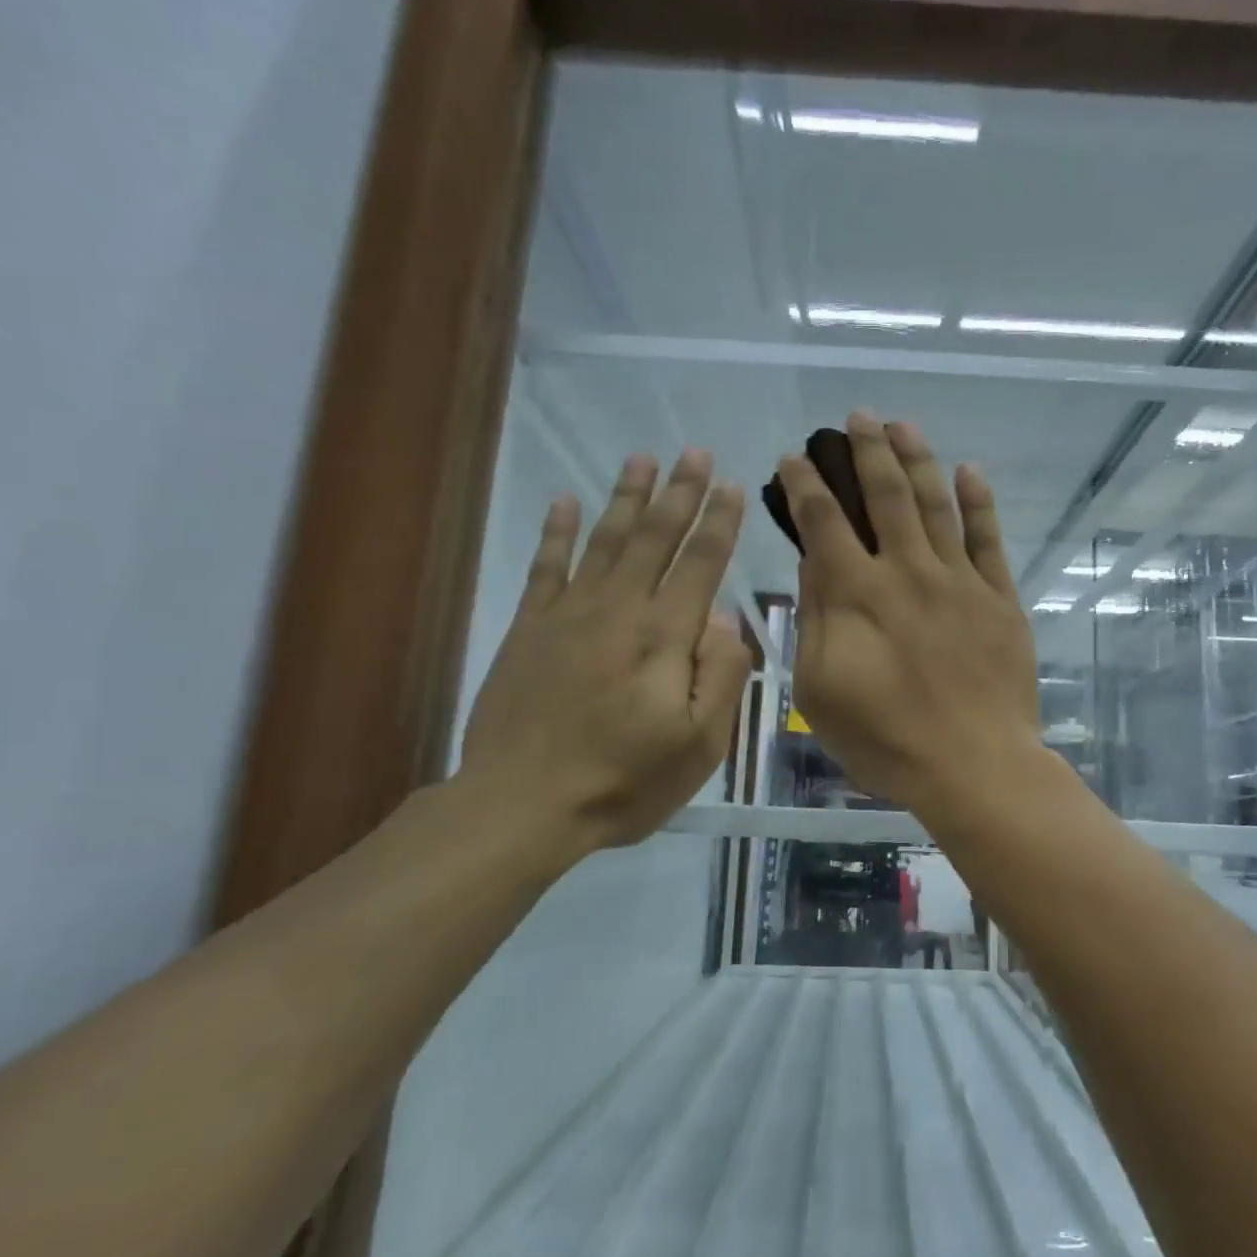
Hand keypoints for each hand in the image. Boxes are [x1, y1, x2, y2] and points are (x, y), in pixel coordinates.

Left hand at [458, 450, 752, 864]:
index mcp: (664, 638)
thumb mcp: (699, 745)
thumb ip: (720, 676)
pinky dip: (557, 531)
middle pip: (654, 538)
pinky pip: (546, 566)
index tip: (734, 486)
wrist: (522, 804)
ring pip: (604, 541)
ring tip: (642, 459)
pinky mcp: (529, 628)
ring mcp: (568, 615)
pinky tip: (566, 501)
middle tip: (695, 452)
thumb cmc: (624, 781)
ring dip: (626, 497)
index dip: (720, 523)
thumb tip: (722, 618)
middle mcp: (619, 610)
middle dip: (680, 493)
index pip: (700, 564)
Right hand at [777, 412, 1040, 817]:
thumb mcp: (820, 689)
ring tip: (902, 425)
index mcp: (857, 593)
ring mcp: (959, 580)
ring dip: (917, 458)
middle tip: (855, 418)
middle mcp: (907, 570)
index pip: (824, 520)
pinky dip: (979, 501)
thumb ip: (815, 619)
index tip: (793, 458)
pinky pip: (989, 538)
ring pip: (936, 502)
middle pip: (885, 493)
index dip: (805, 483)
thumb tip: (814, 562)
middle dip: (866, 449)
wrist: (973, 764)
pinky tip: (969, 471)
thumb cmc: (885, 739)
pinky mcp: (999, 597)